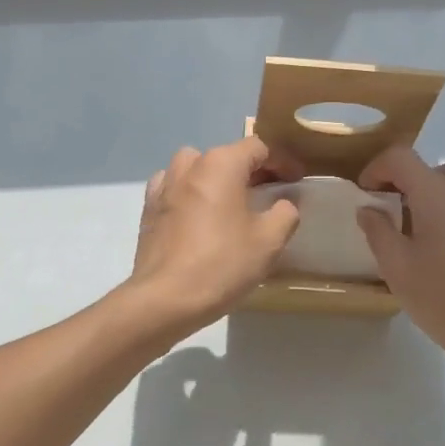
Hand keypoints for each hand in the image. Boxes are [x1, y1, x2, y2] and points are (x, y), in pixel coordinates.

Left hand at [126, 137, 302, 334]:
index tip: (296, 180)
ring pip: (196, 167)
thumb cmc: (222, 263)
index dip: (281, 162)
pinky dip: (190, 193)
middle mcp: (190, 165)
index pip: (258, 148)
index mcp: (221, 164)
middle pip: (227, 156)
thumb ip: (285, 213)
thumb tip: (284, 203)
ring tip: (231, 202)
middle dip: (251, 171)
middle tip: (269, 194)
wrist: (165, 298)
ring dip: (216, 178)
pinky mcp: (149, 208)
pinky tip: (198, 215)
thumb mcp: (269, 241)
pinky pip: (174, 188)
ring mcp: (164, 185)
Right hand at [357, 146, 444, 386]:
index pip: (401, 157)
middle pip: (432, 167)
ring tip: (414, 232)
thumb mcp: (397, 268)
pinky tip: (441, 251)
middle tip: (390, 211)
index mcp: (437, 195)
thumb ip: (378, 231)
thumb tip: (368, 209)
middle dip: (406, 181)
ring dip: (429, 196)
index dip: (376, 168)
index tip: (364, 194)